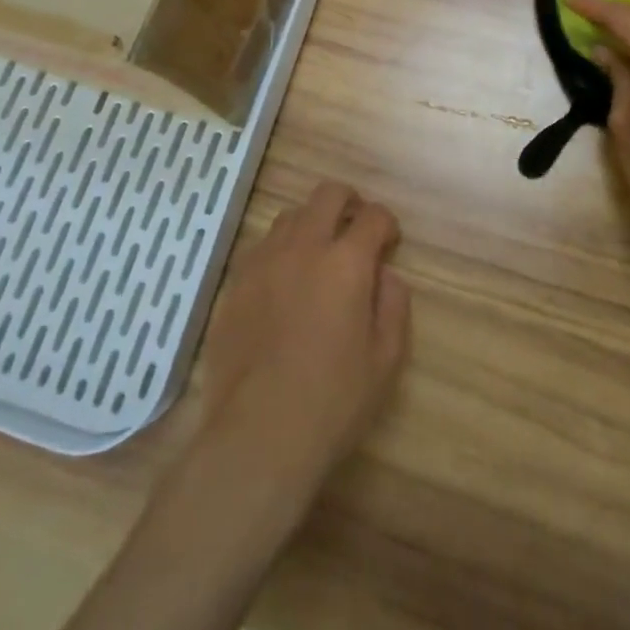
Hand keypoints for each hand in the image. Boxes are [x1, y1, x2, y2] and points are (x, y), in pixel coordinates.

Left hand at [197, 181, 410, 506]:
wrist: (258, 434)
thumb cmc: (332, 401)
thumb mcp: (385, 359)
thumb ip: (393, 304)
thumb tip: (383, 274)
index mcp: (345, 262)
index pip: (373, 216)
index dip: (387, 224)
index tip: (389, 242)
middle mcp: (303, 248)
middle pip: (327, 195)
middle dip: (349, 202)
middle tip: (355, 229)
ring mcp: (263, 262)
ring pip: (290, 216)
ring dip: (312, 223)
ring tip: (318, 254)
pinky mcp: (236, 284)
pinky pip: (261, 246)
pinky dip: (281, 250)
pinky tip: (285, 281)